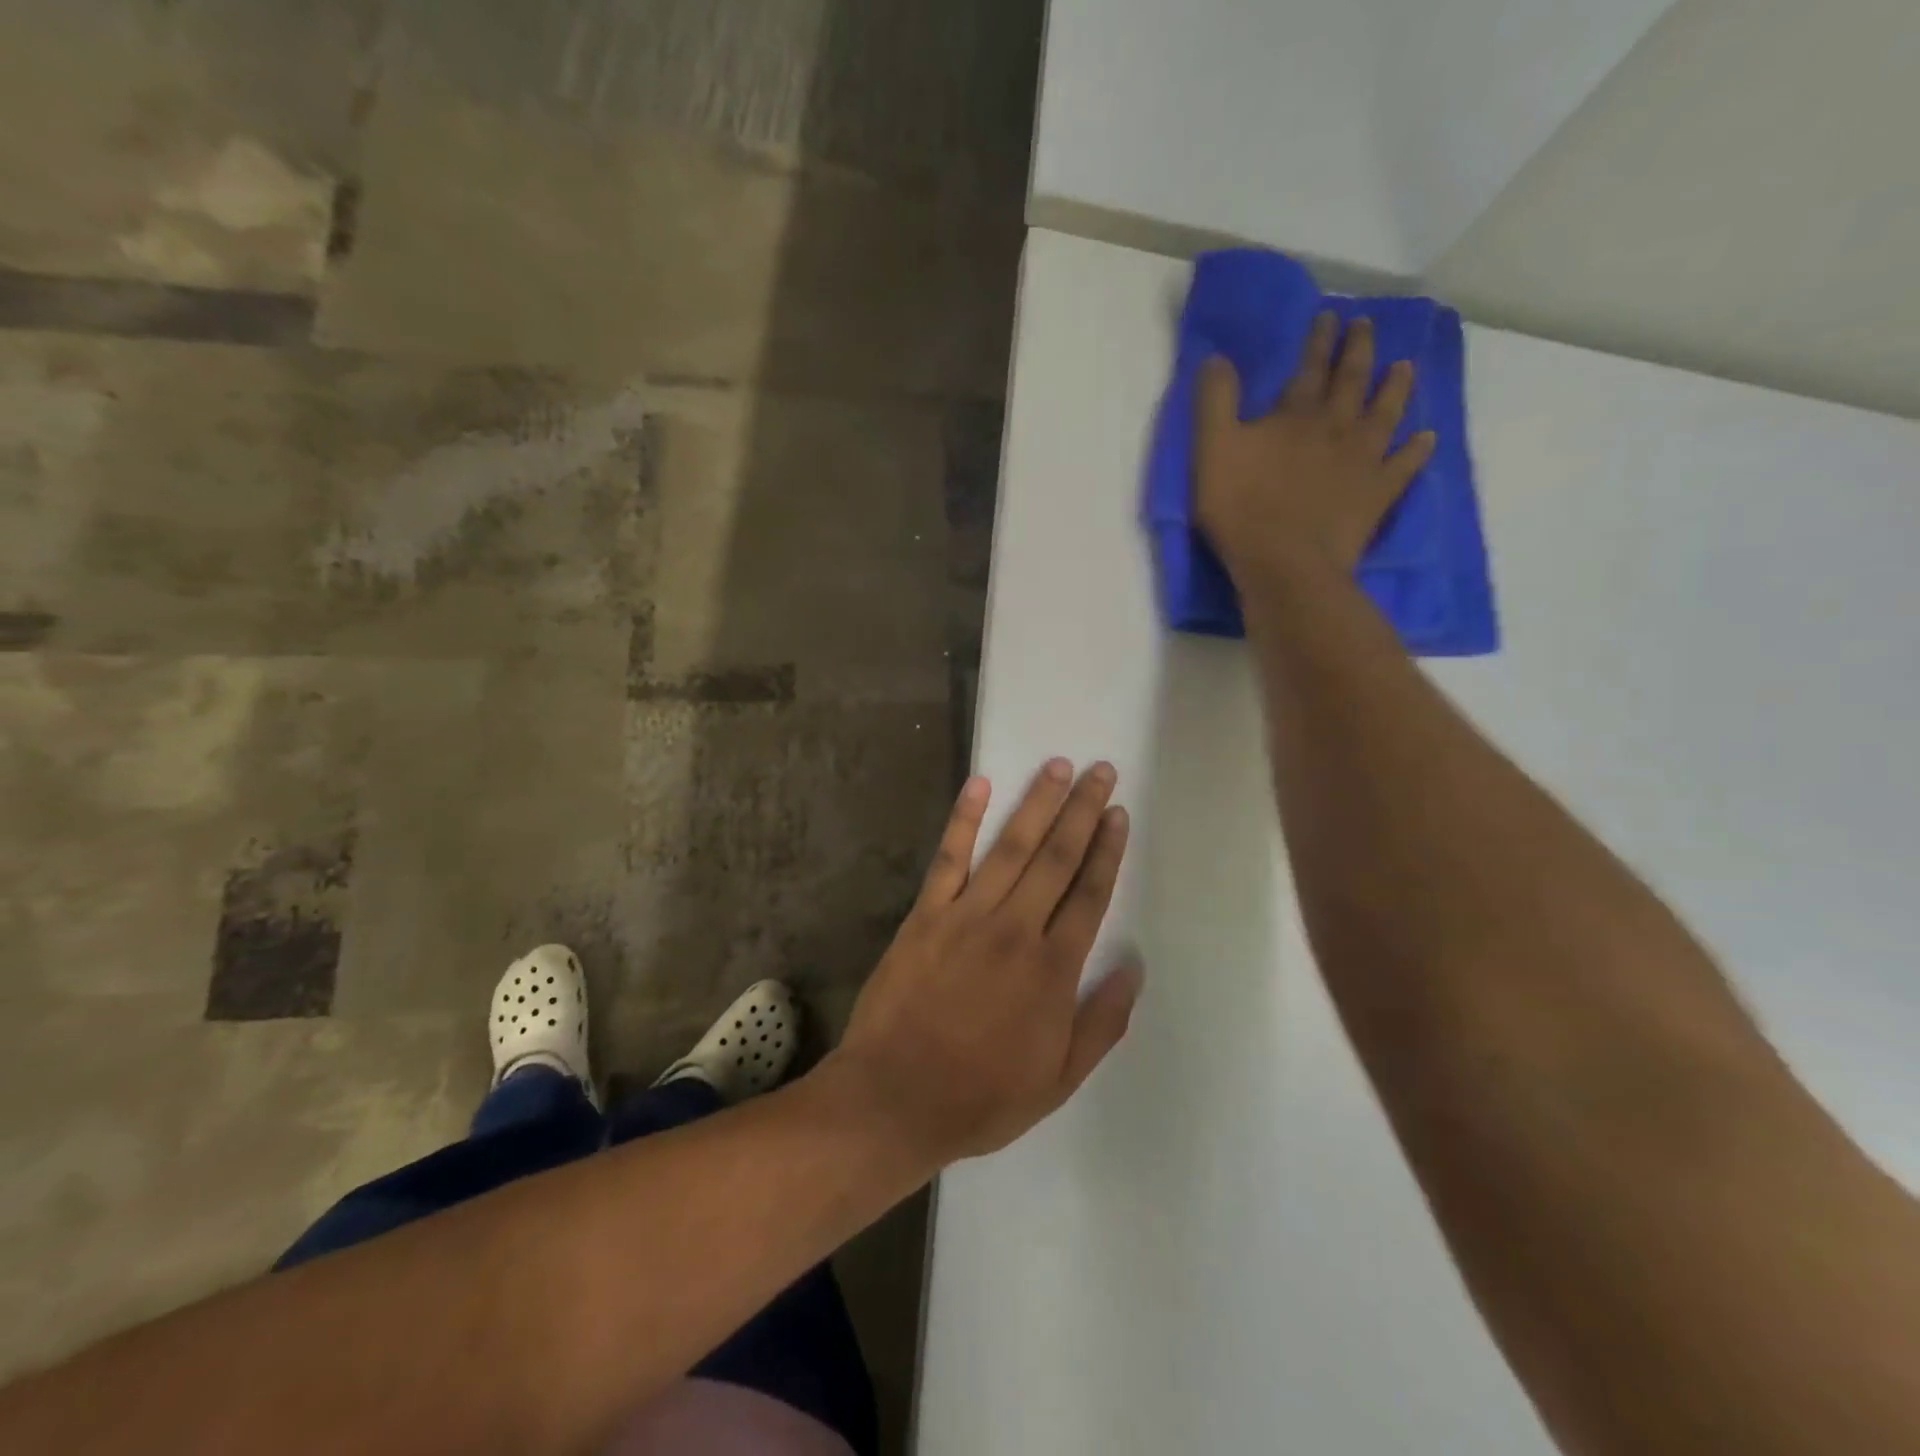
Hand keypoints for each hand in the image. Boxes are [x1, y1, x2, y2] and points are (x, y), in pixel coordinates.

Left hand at [827, 760, 1143, 1167]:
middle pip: (1057, 858)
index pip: (1089, 894)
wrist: (896, 1096)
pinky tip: (979, 784)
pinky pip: (948, 857)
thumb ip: (1102, 1021)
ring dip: (1037, 803)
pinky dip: (963, 819)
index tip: (1117, 814)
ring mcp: (967, 915)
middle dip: (1081, 810)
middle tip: (1099, 770)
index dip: (1107, 850)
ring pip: (1011, 847)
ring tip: (1057, 766)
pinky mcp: (926, 913)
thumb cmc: (982, 1095)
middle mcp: (1016, 929)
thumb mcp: (1059, 1079)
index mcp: (1053, 969)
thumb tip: (1134, 967)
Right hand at [1195, 313, 1436, 588]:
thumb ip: (1215, 403)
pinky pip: (1404, 465)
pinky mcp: (1377, 493)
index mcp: (1295, 415)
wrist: (1285, 563)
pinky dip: (1417, 449)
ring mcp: (1362, 460)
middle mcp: (1336, 427)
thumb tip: (1217, 358)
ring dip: (1395, 387)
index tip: (1330, 315)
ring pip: (1385, 413)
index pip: (1309, 367)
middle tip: (1368, 326)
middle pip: (1352, 381)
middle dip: (1359, 350)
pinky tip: (1426, 438)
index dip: (1318, 341)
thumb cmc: (1241, 508)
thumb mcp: (1211, 451)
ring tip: (1405, 366)